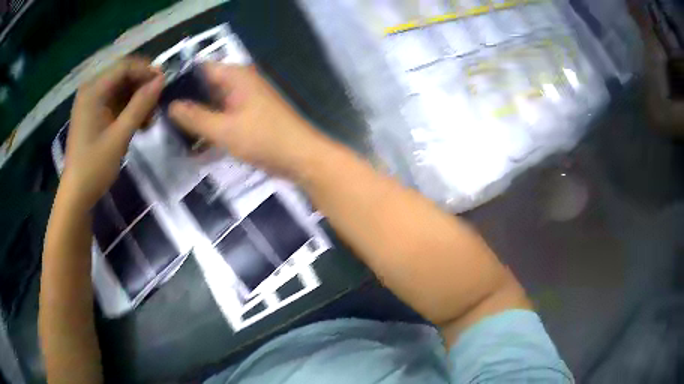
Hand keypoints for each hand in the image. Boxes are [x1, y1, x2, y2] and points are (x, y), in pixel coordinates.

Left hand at [61, 57, 163, 209]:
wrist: (77, 194)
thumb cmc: (94, 167)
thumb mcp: (119, 136)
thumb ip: (140, 105)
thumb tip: (161, 80)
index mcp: (93, 91)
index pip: (124, 66)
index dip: (146, 71)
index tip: (163, 84)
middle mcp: (91, 90)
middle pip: (123, 75)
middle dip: (142, 86)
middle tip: (157, 104)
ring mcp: (91, 102)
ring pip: (121, 89)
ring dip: (137, 100)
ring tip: (149, 119)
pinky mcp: (93, 114)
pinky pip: (115, 102)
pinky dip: (128, 109)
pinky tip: (138, 124)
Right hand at [168, 63, 323, 177]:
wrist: (302, 158)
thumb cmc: (264, 139)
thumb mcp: (223, 129)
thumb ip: (195, 117)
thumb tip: (171, 105)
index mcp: (235, 76)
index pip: (200, 69)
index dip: (179, 82)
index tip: (160, 100)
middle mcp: (240, 82)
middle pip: (205, 87)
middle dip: (186, 103)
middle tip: (163, 121)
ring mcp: (246, 99)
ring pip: (213, 104)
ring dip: (197, 118)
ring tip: (173, 133)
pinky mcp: (249, 116)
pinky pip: (223, 117)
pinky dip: (211, 127)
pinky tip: (194, 144)